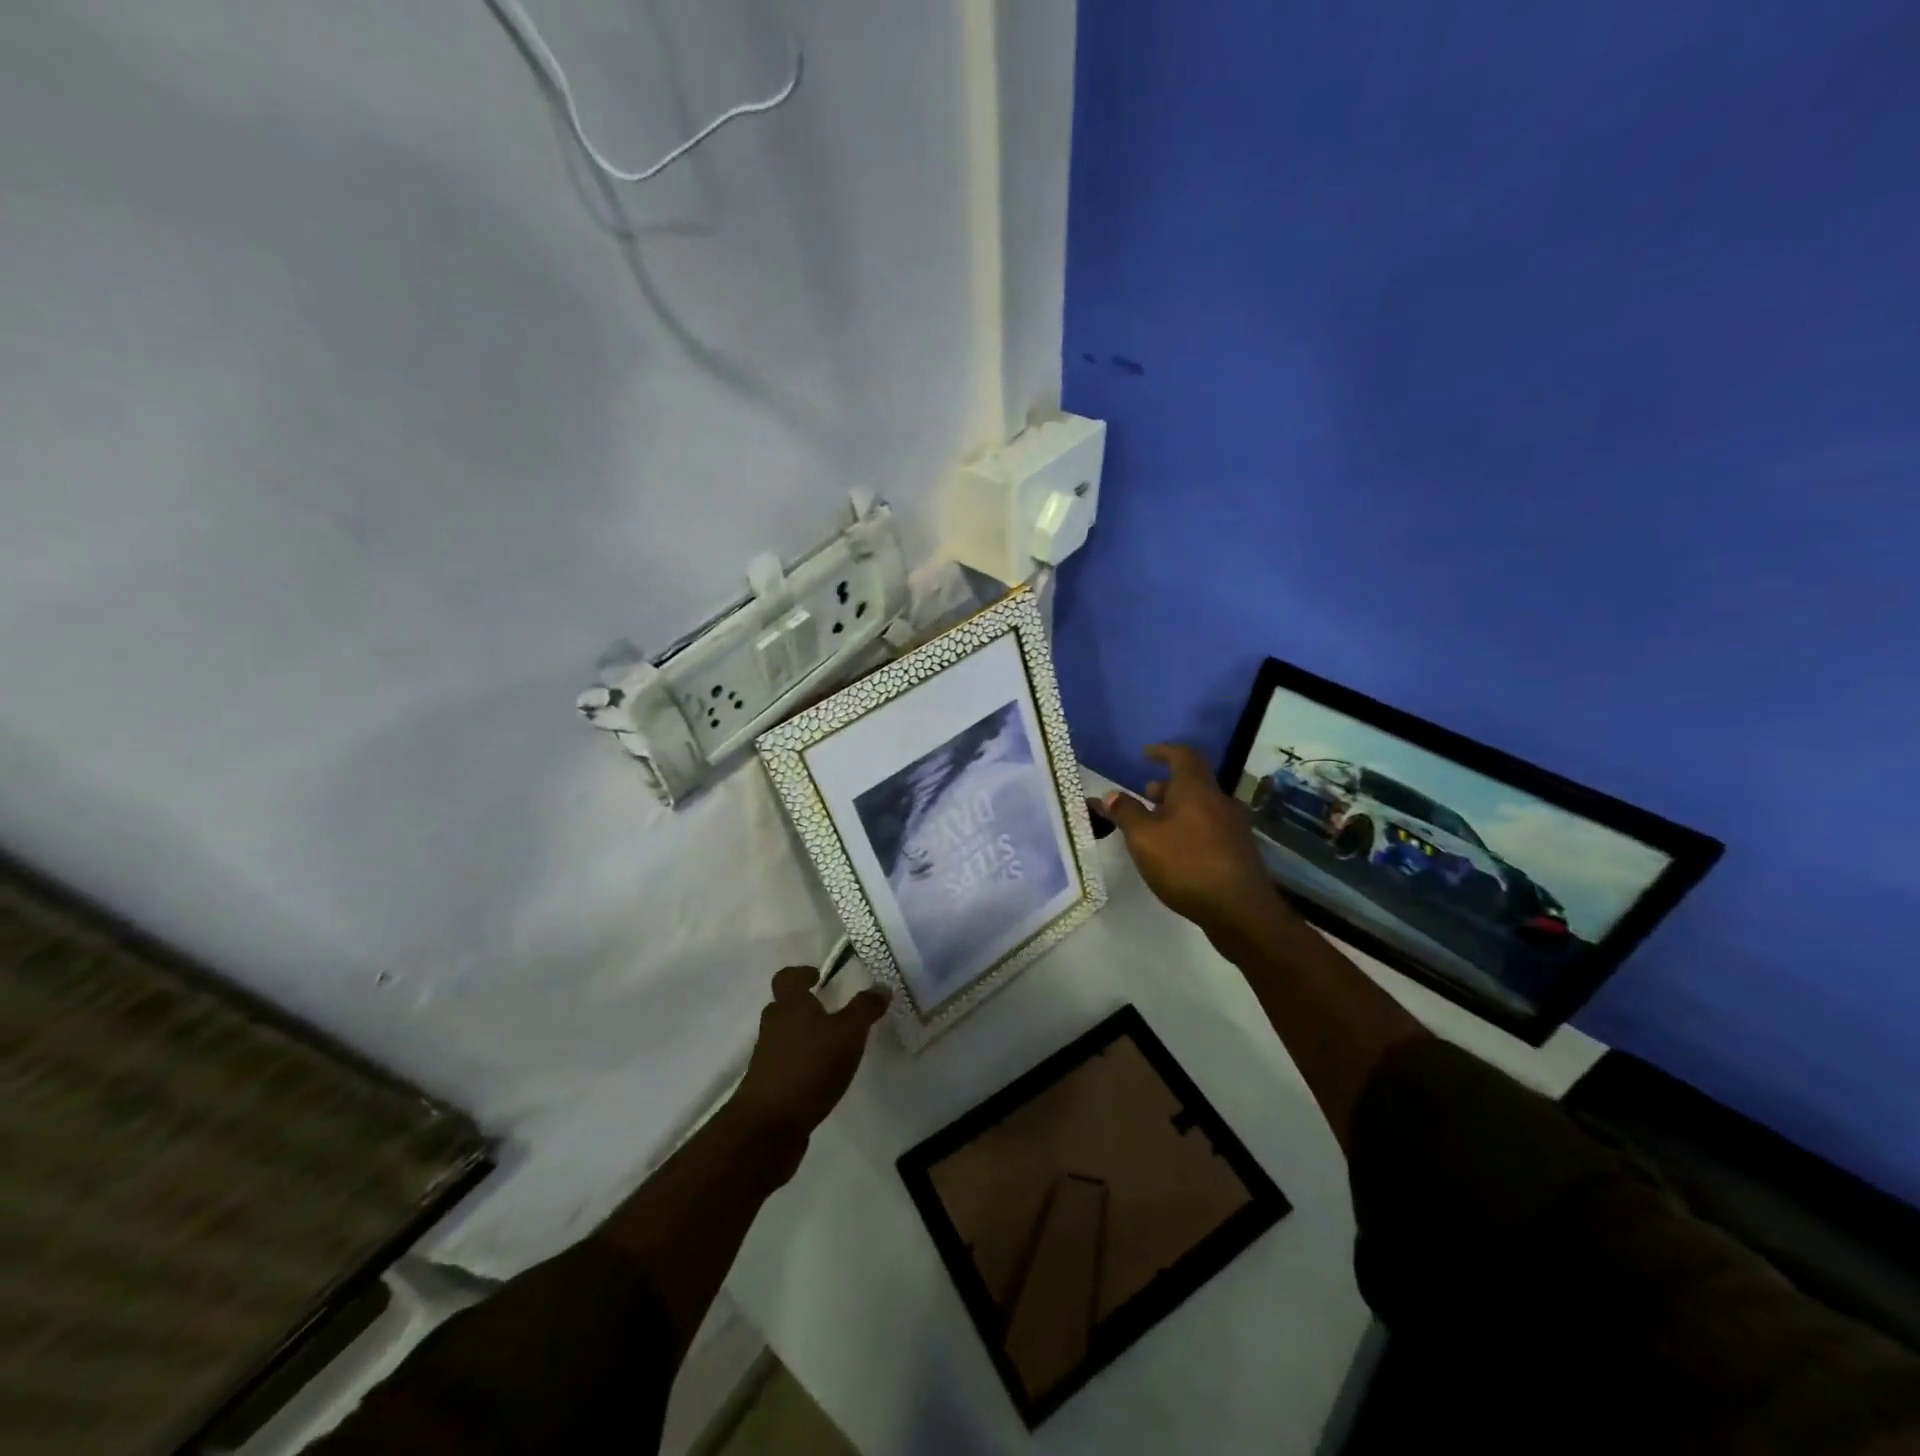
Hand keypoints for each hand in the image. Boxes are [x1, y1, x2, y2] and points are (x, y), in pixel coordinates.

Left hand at [731, 966, 888, 1165]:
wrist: (768, 1126)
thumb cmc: (809, 1067)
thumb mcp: (847, 1033)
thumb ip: (865, 1009)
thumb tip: (882, 986)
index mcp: (789, 1006)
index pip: (787, 977)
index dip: (802, 973)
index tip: (819, 976)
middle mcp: (774, 1027)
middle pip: (785, 1008)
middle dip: (806, 1007)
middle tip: (833, 1011)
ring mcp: (767, 1059)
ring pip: (786, 1037)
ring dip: (806, 1038)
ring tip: (835, 1047)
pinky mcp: (768, 1088)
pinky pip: (787, 1065)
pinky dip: (803, 1065)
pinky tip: (824, 1078)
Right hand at [1092, 744, 1278, 935]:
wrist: (1240, 910)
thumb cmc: (1187, 864)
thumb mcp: (1144, 838)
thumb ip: (1125, 813)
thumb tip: (1110, 795)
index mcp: (1197, 789)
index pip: (1183, 756)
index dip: (1163, 751)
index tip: (1146, 754)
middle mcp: (1220, 801)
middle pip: (1193, 783)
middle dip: (1167, 786)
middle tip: (1145, 795)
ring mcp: (1234, 827)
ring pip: (1202, 807)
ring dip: (1178, 809)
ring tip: (1156, 825)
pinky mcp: (1239, 851)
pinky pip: (1210, 827)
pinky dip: (1191, 828)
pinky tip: (1177, 850)